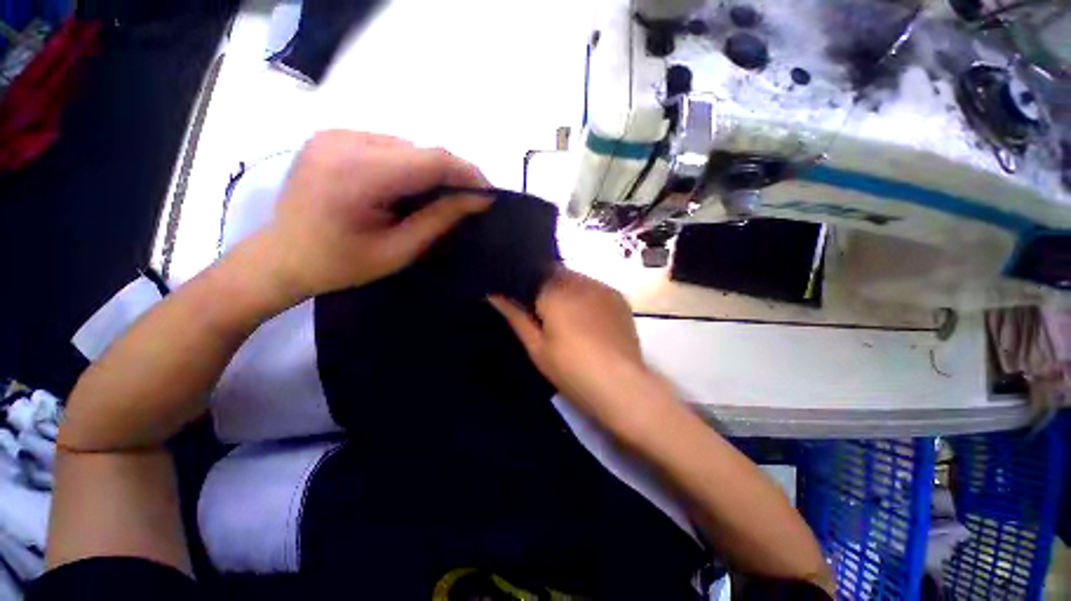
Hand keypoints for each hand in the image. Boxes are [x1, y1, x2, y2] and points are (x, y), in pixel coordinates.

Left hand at [253, 130, 490, 303]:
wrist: (281, 257)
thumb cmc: (340, 264)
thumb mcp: (398, 250)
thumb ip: (439, 220)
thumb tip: (478, 199)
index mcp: (357, 174)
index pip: (430, 160)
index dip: (467, 173)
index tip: (489, 193)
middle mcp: (344, 141)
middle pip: (420, 150)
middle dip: (452, 174)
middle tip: (469, 200)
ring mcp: (335, 135)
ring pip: (407, 146)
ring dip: (431, 171)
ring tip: (440, 199)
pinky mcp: (333, 137)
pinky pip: (388, 146)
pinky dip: (409, 166)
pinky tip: (409, 189)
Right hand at [490, 269, 663, 429]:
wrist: (621, 385)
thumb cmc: (571, 369)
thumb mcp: (536, 347)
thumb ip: (515, 316)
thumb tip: (494, 294)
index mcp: (554, 291)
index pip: (533, 272)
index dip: (527, 285)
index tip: (525, 301)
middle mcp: (579, 281)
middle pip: (556, 273)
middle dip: (548, 287)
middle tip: (546, 314)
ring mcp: (602, 288)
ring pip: (577, 279)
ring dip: (568, 290)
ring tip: (570, 317)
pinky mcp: (619, 298)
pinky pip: (595, 288)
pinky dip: (587, 296)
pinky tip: (590, 319)